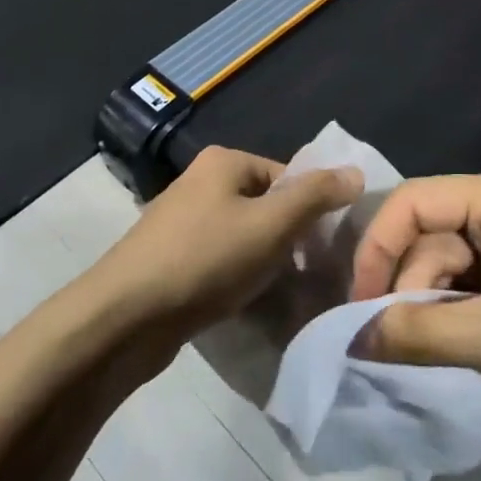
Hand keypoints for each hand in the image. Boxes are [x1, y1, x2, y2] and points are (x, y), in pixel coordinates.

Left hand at [104, 145, 362, 333]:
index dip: (311, 211)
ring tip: (282, 296)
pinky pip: (221, 262)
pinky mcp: (171, 260)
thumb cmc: (205, 259)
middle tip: (307, 276)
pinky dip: (238, 280)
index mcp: (223, 162)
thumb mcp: (271, 224)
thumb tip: (355, 172)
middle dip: (289, 241)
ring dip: (266, 265)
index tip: (324, 250)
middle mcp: (201, 183)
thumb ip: (316, 196)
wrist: (125, 317)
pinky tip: (248, 306)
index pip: (287, 177)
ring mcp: (182, 222)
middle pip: (266, 207)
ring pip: (244, 238)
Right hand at [352, 169, 480, 441]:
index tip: (359, 305)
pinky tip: (468, 349)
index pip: (415, 201)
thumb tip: (351, 338)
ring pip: (453, 264)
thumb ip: (420, 333)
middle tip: (404, 344)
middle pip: (432, 234)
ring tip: (444, 354)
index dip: (378, 247)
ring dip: (437, 307)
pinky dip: (462, 315)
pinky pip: (479, 285)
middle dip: (411, 287)